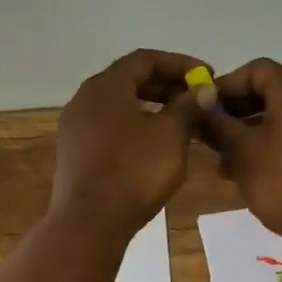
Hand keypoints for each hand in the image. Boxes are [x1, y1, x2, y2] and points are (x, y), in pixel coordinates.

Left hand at [51, 49, 207, 235]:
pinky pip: (109, 124)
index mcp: (106, 86)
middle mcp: (85, 98)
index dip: (179, 63)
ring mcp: (75, 125)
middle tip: (196, 98)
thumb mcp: (171, 136)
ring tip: (181, 120)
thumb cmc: (134, 171)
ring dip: (151, 105)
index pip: (145, 59)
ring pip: (119, 103)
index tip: (207, 76)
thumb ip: (189, 107)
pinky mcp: (75, 150)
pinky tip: (155, 142)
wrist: (89, 222)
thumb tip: (203, 90)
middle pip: (129, 79)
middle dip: (166, 85)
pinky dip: (135, 124)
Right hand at [202, 58, 281, 245]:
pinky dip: (273, 145)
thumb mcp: (242, 153)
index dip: (227, 84)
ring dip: (251, 132)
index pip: (256, 69)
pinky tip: (254, 173)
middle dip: (236, 112)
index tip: (205, 107)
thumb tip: (200, 105)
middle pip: (270, 92)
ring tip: (226, 162)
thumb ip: (218, 125)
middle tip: (211, 135)